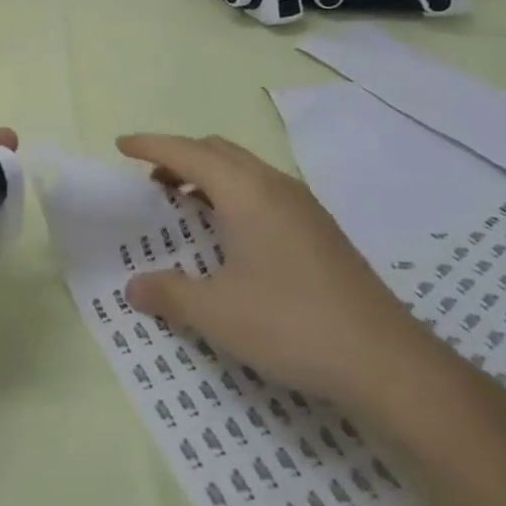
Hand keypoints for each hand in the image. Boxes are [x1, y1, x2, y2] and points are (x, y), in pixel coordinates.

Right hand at [115, 134, 489, 445]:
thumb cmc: (290, 325)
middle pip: (218, 151)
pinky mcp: (320, 228)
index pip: (187, 152)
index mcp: (246, 192)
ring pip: (245, 170)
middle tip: (150, 180)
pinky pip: (264, 191)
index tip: (121, 145)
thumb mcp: (217, 314)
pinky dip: (234, 194)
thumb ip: (170, 294)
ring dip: (208, 176)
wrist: (385, 360)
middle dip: (180, 156)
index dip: (150, 145)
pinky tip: (230, 236)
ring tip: (184, 206)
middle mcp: (274, 185)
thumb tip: (135, 287)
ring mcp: (303, 205)